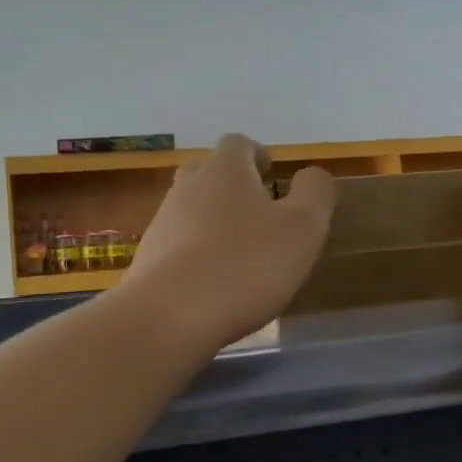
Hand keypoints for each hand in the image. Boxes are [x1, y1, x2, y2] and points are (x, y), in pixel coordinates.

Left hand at [120, 135, 336, 351]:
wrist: (169, 316)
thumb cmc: (246, 265)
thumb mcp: (303, 229)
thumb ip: (315, 193)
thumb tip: (312, 175)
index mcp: (225, 171)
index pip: (238, 144)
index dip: (257, 155)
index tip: (271, 174)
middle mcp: (188, 188)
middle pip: (208, 172)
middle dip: (232, 186)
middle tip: (258, 212)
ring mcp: (162, 223)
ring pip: (191, 210)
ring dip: (213, 222)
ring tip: (239, 254)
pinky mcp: (147, 260)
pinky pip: (176, 246)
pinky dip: (195, 255)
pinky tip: (212, 284)